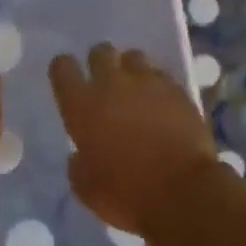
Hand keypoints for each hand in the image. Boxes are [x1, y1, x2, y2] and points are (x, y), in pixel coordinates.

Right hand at [50, 44, 223, 234]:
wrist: (183, 193)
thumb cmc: (125, 194)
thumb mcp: (85, 188)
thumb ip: (78, 163)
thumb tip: (81, 155)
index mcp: (82, 105)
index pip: (62, 67)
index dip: (64, 71)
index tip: (69, 82)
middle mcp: (112, 84)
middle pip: (100, 52)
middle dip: (100, 62)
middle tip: (105, 83)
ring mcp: (148, 83)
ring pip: (134, 57)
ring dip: (131, 70)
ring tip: (136, 90)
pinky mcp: (178, 90)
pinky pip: (162, 76)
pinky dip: (158, 86)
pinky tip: (162, 104)